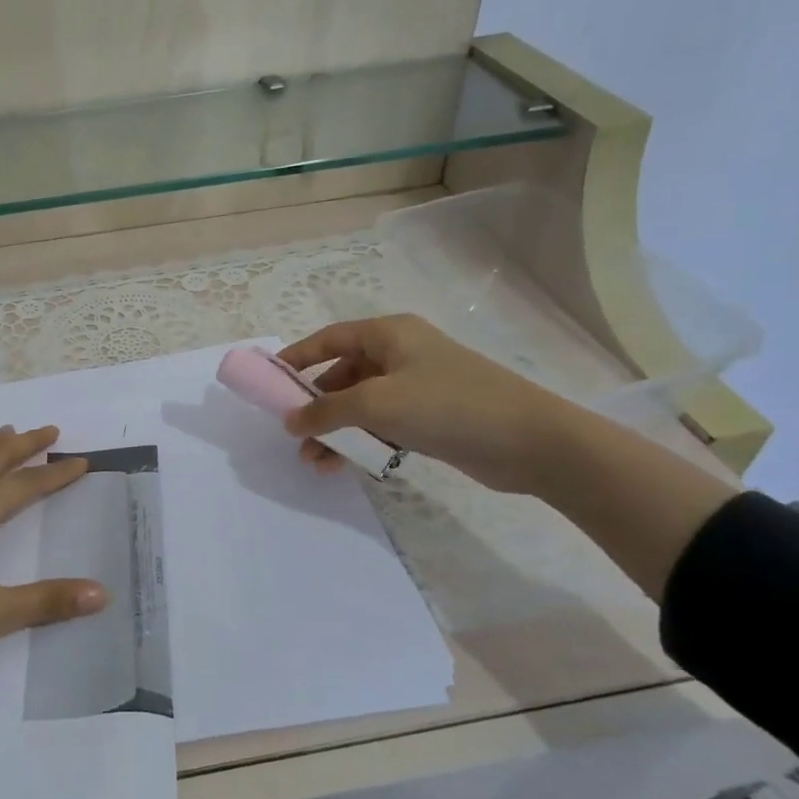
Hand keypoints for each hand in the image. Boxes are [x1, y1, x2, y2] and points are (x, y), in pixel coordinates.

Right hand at [278, 315, 567, 492]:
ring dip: (336, 430)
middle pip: (343, 374)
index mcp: (390, 334)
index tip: (269, 382)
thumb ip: (327, 411)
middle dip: (316, 406)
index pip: (330, 338)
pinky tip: (346, 464)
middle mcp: (401, 354)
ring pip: (361, 404)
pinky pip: (383, 424)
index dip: (297, 358)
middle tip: (295, 434)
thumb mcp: (378, 404)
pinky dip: (362, 440)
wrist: (530, 442)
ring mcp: (417, 386)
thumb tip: (290, 420)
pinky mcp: (430, 417)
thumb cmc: (448, 406)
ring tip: (316, 462)